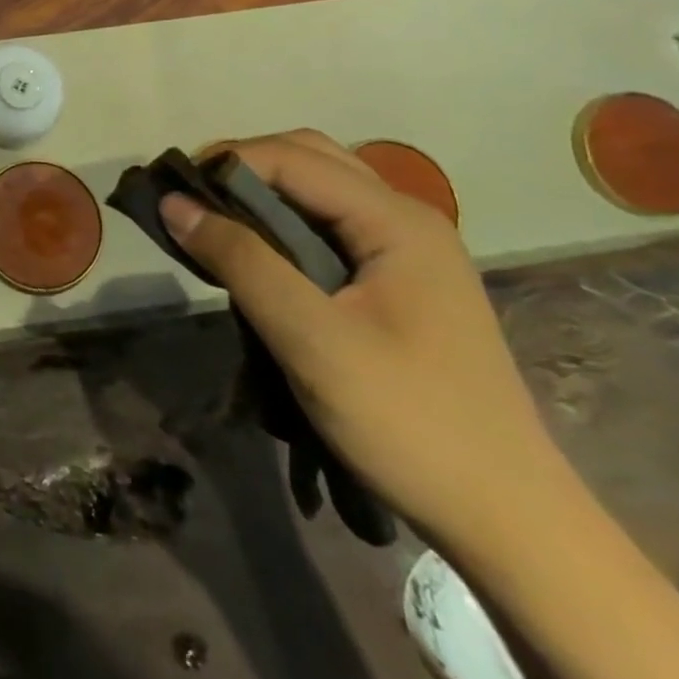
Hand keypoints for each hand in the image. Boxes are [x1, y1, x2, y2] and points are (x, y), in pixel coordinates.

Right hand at [160, 130, 562, 548]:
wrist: (508, 520)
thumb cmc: (410, 423)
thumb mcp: (311, 339)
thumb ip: (241, 261)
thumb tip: (173, 203)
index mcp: (397, 221)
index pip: (292, 158)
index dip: (226, 163)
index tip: (170, 192)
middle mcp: (405, 219)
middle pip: (308, 158)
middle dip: (241, 168)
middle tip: (188, 204)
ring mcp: (406, 250)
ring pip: (317, 190)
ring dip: (260, 193)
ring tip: (211, 225)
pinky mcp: (398, 281)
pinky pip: (327, 225)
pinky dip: (280, 223)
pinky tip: (254, 255)